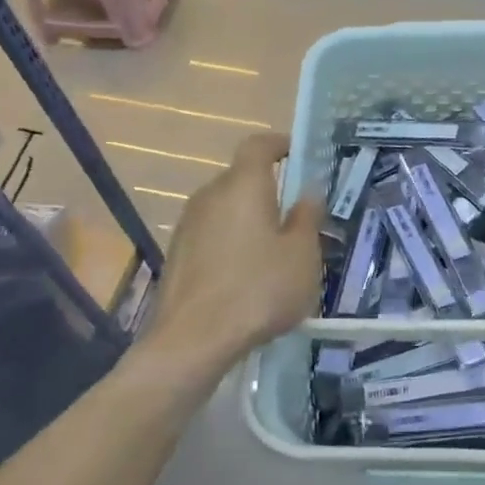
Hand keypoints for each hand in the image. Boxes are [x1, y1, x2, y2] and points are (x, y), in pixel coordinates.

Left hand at [139, 132, 321, 379]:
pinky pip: (211, 234)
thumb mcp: (301, 256)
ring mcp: (188, 224)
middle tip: (294, 215)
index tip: (296, 154)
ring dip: (248, 218)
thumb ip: (307, 219)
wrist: (192, 341)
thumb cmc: (258, 290)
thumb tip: (307, 194)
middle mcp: (210, 195)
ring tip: (272, 250)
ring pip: (225, 208)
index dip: (278, 144)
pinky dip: (230, 242)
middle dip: (267, 189)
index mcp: (243, 185)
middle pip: (241, 178)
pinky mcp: (177, 254)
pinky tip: (245, 276)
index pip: (258, 145)